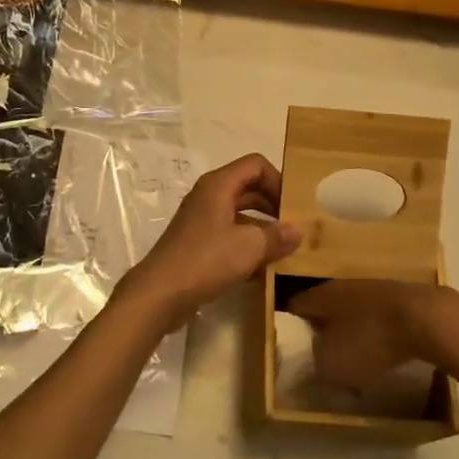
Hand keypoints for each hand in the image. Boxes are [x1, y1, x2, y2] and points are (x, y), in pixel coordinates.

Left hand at [118, 154, 300, 327]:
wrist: (161, 293)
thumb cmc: (206, 259)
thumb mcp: (249, 246)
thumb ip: (276, 236)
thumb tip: (297, 231)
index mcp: (219, 185)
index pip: (256, 165)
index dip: (278, 180)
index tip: (293, 207)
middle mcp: (209, 196)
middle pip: (249, 188)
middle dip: (273, 205)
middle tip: (295, 227)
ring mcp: (202, 220)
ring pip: (240, 214)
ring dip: (263, 228)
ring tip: (285, 249)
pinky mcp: (198, 243)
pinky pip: (230, 235)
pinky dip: (247, 245)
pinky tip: (264, 269)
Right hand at [287, 278, 455, 388]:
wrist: (429, 319)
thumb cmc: (371, 340)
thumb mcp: (333, 365)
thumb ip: (316, 365)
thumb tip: (314, 363)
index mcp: (322, 295)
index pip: (295, 307)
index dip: (291, 328)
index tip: (293, 351)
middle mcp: (344, 285)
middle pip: (326, 308)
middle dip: (323, 331)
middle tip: (323, 358)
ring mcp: (375, 288)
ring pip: (354, 312)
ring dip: (353, 332)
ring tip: (357, 359)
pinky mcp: (402, 298)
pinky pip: (380, 318)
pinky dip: (379, 334)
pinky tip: (387, 353)